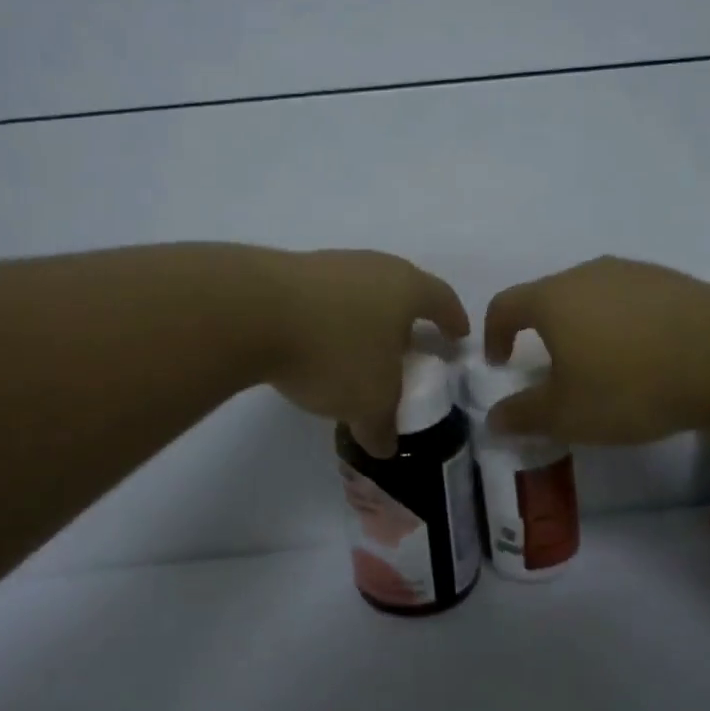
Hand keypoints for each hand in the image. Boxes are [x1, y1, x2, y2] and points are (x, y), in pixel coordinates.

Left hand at [263, 249, 468, 456]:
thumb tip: (385, 445)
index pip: (442, 299)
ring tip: (358, 353)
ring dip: (364, 322)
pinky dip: (328, 322)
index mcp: (405, 287)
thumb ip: (383, 425)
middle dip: (406, 321)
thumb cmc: (335, 351)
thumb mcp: (369, 401)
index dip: (453, 319)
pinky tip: (316, 347)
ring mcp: (329, 265)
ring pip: (359, 294)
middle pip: (400, 291)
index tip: (458, 336)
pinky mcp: (288, 273)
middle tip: (408, 348)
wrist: (252, 311)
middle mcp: (372, 266)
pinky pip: (323, 300)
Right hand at [483, 256, 709, 443]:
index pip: (505, 305)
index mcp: (552, 298)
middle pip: (550, 297)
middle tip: (554, 371)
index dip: (494, 334)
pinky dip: (625, 324)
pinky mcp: (672, 280)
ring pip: (593, 297)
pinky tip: (647, 356)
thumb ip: (523, 415)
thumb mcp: (568, 414)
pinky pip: (632, 300)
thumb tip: (493, 418)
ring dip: (586, 327)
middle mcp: (588, 273)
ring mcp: (633, 272)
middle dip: (542, 332)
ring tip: (604, 365)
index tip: (501, 363)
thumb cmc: (630, 386)